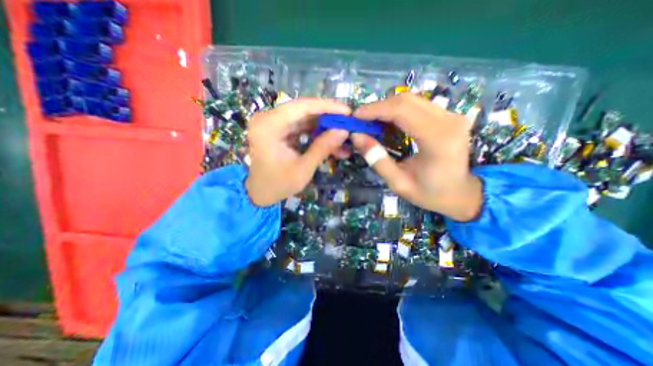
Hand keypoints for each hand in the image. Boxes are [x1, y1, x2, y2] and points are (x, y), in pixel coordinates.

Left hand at [245, 98, 348, 205]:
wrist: (259, 193)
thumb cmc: (278, 185)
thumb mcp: (303, 169)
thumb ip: (323, 148)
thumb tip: (344, 131)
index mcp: (268, 126)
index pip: (301, 106)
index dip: (327, 107)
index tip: (347, 111)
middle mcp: (268, 118)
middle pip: (304, 110)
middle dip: (328, 118)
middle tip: (348, 123)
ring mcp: (273, 124)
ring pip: (305, 119)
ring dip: (324, 127)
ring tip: (343, 136)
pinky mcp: (279, 131)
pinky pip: (302, 127)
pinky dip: (316, 134)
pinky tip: (331, 142)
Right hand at [352, 92, 483, 221]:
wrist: (461, 194)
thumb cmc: (429, 193)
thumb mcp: (398, 183)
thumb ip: (377, 159)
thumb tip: (356, 136)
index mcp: (437, 139)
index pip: (402, 110)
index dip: (375, 109)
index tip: (356, 116)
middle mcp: (448, 121)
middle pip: (407, 100)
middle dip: (379, 106)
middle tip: (361, 119)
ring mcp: (451, 116)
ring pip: (412, 99)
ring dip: (388, 107)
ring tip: (371, 120)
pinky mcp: (449, 116)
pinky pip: (419, 105)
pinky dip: (399, 110)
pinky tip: (388, 121)